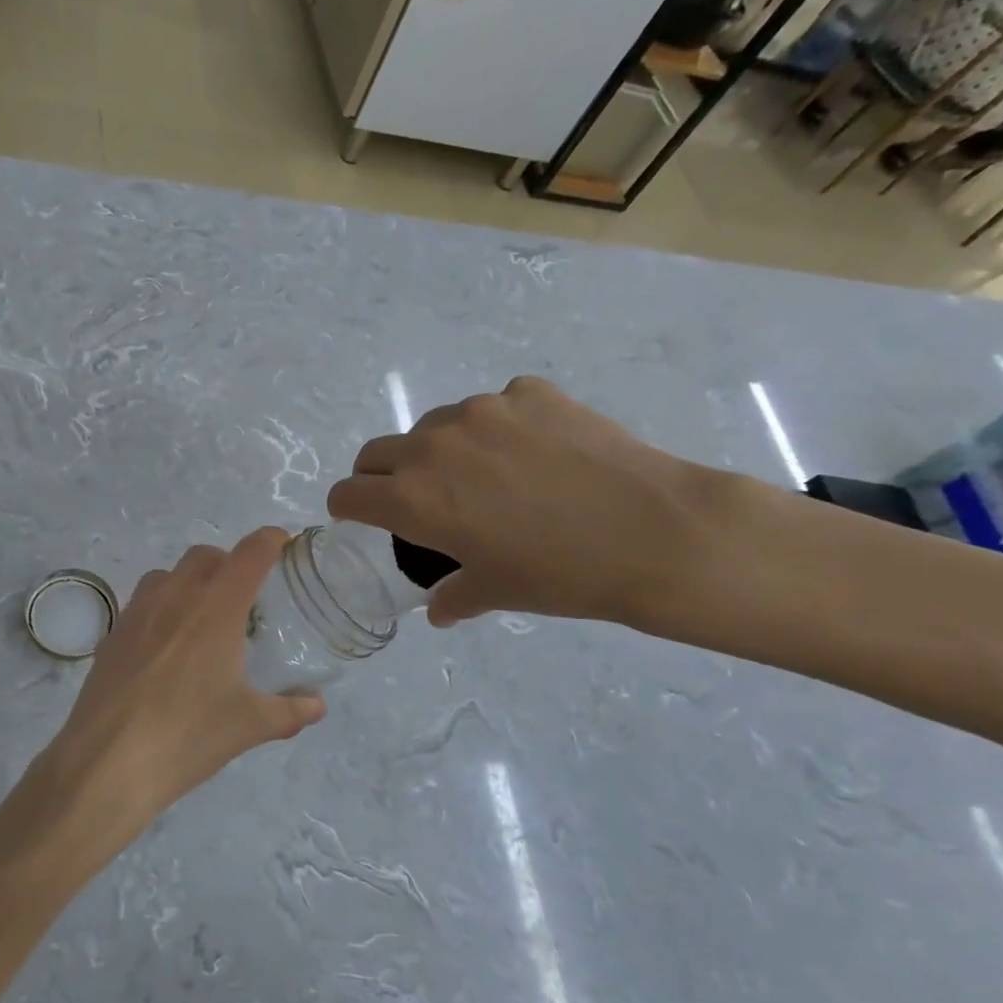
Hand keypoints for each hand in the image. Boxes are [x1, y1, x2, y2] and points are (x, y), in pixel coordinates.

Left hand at [23, 529, 326, 864]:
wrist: (107, 762)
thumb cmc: (186, 736)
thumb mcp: (248, 726)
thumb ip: (289, 711)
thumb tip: (316, 705)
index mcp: (216, 608)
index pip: (250, 554)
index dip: (271, 540)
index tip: (285, 544)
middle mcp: (175, 597)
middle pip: (206, 555)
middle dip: (230, 563)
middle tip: (247, 596)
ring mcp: (137, 612)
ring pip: (168, 574)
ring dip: (191, 581)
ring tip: (204, 619)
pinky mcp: (112, 634)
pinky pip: (142, 601)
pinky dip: (163, 606)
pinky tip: (168, 647)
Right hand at [327, 377, 717, 627]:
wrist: (653, 532)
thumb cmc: (560, 574)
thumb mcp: (497, 591)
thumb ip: (453, 596)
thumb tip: (439, 610)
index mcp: (413, 498)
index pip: (348, 493)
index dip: (350, 509)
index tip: (364, 517)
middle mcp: (433, 445)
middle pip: (377, 452)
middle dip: (382, 476)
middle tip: (418, 499)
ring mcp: (482, 410)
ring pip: (434, 426)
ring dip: (440, 451)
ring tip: (487, 477)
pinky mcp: (528, 392)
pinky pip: (493, 408)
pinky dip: (499, 430)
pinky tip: (537, 455)